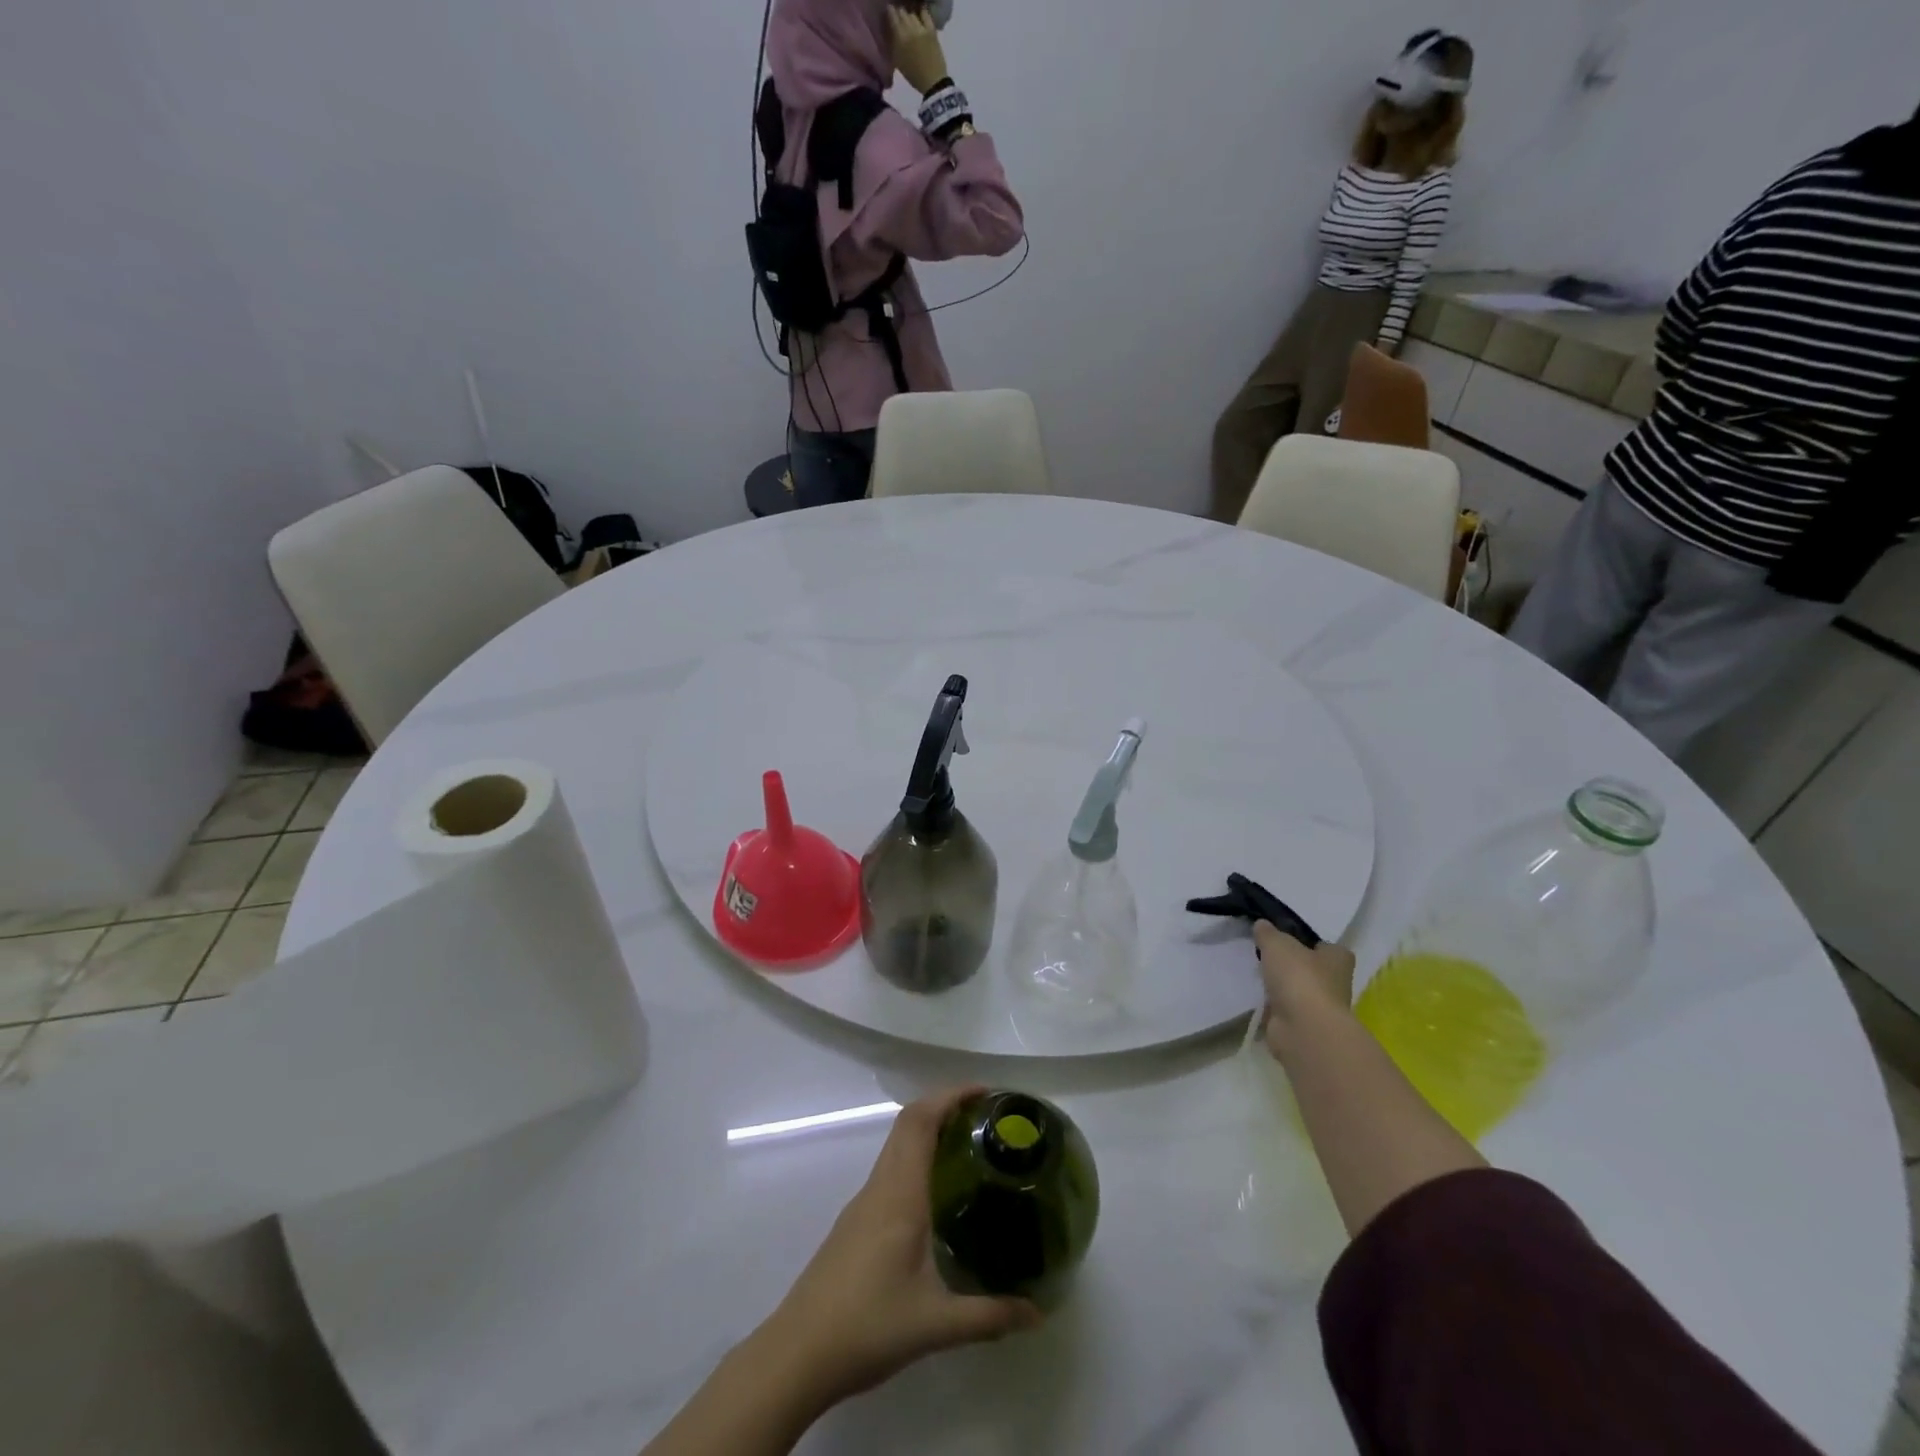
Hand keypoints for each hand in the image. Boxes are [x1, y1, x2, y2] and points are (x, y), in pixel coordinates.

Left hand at [759, 1088, 1042, 1407]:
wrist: (797, 1354)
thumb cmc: (867, 1328)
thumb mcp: (935, 1325)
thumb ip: (988, 1316)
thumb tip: (1037, 1313)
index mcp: (899, 1194)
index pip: (920, 1121)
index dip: (950, 1096)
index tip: (985, 1093)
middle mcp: (880, 1186)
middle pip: (908, 1123)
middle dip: (945, 1106)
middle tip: (986, 1117)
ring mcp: (864, 1203)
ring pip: (897, 1145)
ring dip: (929, 1131)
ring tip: (969, 1147)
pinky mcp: (855, 1222)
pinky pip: (891, 1169)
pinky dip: (917, 1158)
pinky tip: (937, 1193)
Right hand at [888, 5, 950, 96]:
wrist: (933, 82)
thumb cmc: (913, 75)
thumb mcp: (898, 62)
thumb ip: (893, 43)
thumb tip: (891, 30)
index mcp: (899, 37)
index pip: (892, 15)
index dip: (890, 12)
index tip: (889, 13)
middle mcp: (909, 28)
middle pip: (902, 12)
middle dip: (899, 14)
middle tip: (899, 19)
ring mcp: (921, 28)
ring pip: (912, 14)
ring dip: (909, 16)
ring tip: (909, 21)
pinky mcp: (931, 29)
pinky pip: (925, 15)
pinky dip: (922, 13)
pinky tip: (920, 16)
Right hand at [1255, 921, 1357, 1051]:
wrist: (1303, 1028)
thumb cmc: (1299, 978)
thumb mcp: (1277, 944)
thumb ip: (1268, 933)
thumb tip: (1262, 925)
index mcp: (1338, 959)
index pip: (1327, 947)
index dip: (1309, 942)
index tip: (1287, 939)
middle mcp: (1336, 983)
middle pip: (1312, 969)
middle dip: (1293, 965)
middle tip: (1267, 955)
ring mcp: (1320, 1007)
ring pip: (1298, 990)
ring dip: (1282, 986)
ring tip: (1257, 974)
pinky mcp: (1304, 1025)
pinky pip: (1286, 1009)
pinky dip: (1274, 1005)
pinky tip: (1257, 997)